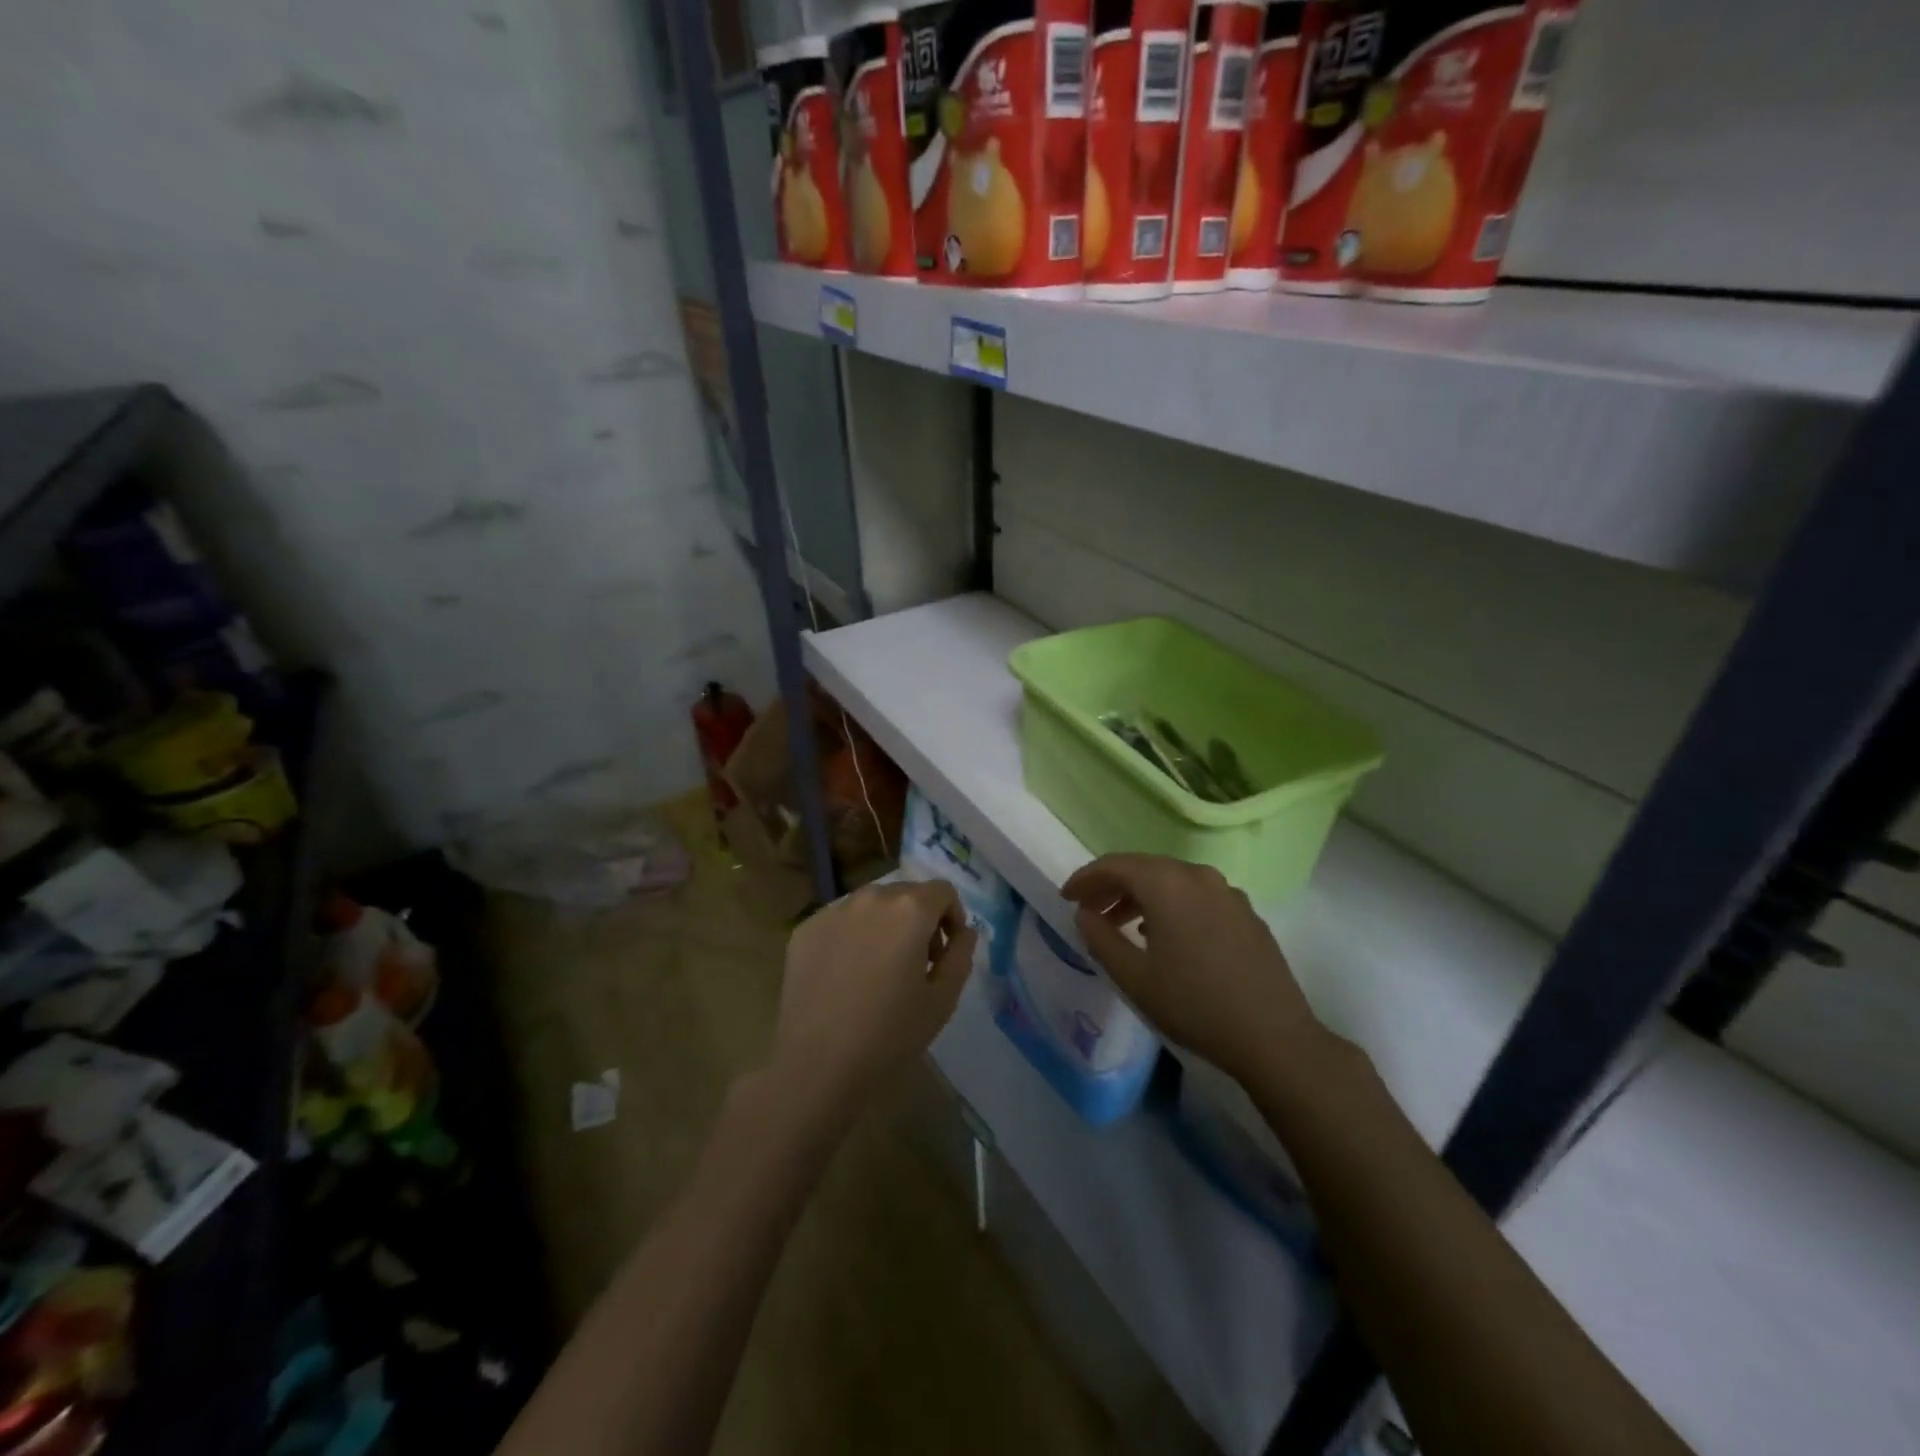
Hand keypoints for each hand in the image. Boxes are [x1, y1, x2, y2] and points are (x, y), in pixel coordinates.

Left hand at [771, 879, 976, 1117]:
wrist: (817, 1064)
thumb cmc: (890, 1034)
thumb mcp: (943, 999)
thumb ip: (961, 955)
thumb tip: (964, 931)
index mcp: (909, 909)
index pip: (943, 891)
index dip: (952, 917)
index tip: (946, 952)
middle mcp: (871, 897)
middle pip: (906, 894)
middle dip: (919, 920)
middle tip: (916, 963)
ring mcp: (833, 910)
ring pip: (871, 905)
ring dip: (884, 925)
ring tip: (879, 969)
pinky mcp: (805, 929)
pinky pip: (840, 921)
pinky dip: (851, 936)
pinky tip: (846, 976)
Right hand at [1062, 854, 1327, 1083]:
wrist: (1274, 1037)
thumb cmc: (1194, 1004)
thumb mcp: (1134, 977)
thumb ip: (1101, 939)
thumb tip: (1085, 914)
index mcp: (1167, 883)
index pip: (1114, 865)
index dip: (1085, 879)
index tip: (1066, 898)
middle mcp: (1198, 875)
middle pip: (1144, 868)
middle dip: (1112, 886)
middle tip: (1089, 911)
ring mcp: (1227, 892)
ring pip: (1172, 881)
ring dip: (1142, 897)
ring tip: (1122, 927)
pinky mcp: (1246, 913)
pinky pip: (1197, 896)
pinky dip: (1171, 906)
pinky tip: (1166, 937)